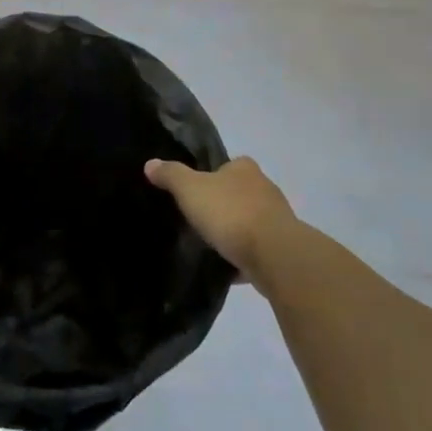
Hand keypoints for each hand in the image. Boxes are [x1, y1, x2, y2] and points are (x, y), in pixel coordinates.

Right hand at [144, 155, 300, 281]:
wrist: (274, 255)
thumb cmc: (230, 213)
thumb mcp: (190, 189)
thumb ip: (171, 175)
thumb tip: (150, 164)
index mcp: (244, 169)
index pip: (226, 165)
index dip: (210, 175)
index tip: (194, 191)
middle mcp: (264, 188)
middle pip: (238, 193)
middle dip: (221, 204)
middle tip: (197, 218)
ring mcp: (276, 219)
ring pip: (248, 221)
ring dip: (233, 231)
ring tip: (209, 244)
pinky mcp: (281, 248)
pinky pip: (255, 249)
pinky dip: (242, 256)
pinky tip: (225, 266)